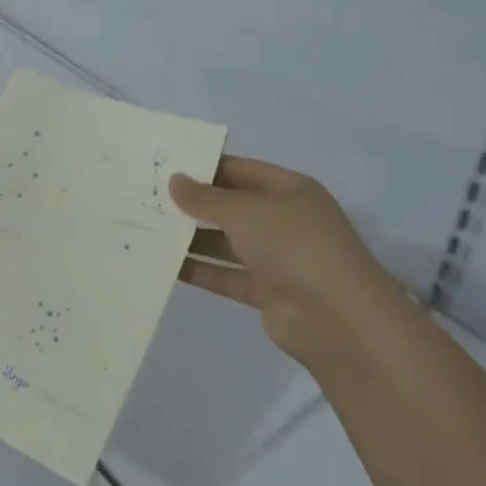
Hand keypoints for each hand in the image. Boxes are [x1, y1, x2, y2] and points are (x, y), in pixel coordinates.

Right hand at [169, 157, 416, 365]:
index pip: (240, 170)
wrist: (337, 318)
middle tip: (148, 199)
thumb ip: (206, 198)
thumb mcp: (245, 212)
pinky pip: (226, 274)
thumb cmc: (294, 246)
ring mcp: (277, 258)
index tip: (165, 168)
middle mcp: (284, 220)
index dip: (204, 168)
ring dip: (192, 238)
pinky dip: (200, 270)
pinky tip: (165, 265)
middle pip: (232, 206)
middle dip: (194, 204)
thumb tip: (174, 180)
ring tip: (148, 230)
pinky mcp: (267, 291)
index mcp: (289, 190)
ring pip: (226, 242)